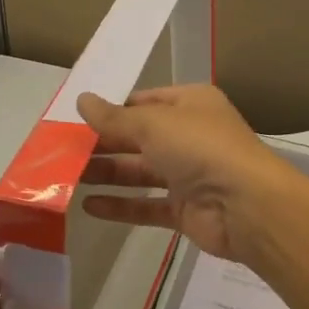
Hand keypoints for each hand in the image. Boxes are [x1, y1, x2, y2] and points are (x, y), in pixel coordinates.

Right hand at [77, 85, 299, 265]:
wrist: (247, 205)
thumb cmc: (202, 148)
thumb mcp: (153, 124)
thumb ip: (115, 117)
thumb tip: (82, 99)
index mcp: (191, 104)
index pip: (145, 101)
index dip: (113, 109)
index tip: (76, 119)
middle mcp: (191, 135)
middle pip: (139, 137)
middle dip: (104, 144)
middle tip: (61, 151)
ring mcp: (189, 174)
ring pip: (140, 172)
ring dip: (107, 173)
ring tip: (66, 178)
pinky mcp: (186, 209)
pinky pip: (147, 205)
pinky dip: (121, 205)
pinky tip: (89, 206)